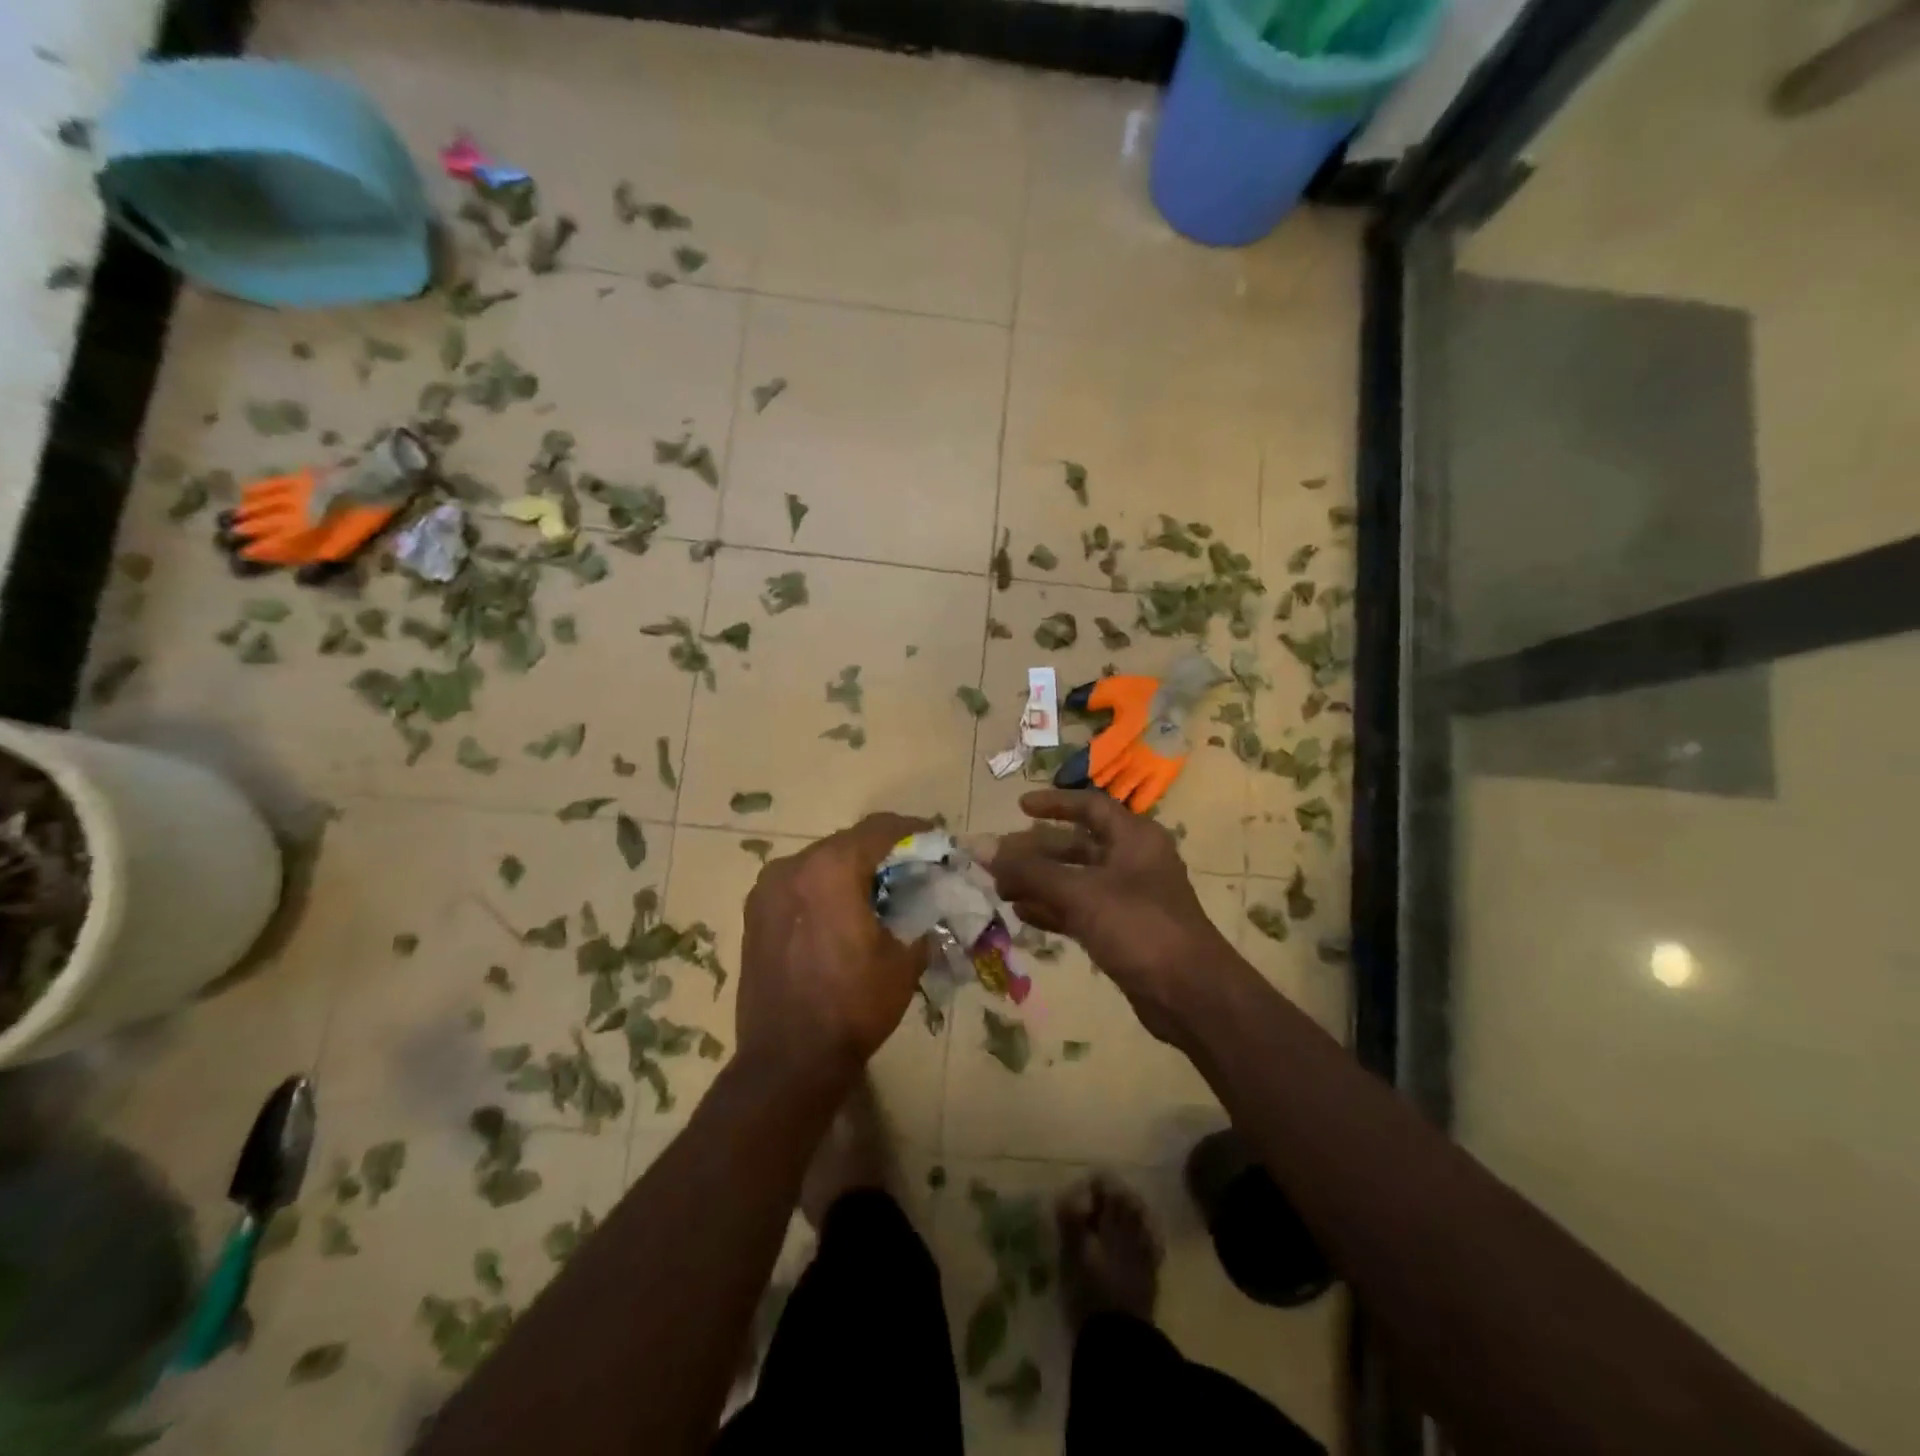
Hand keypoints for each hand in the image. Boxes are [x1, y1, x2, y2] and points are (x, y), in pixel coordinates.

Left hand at [736, 813, 930, 1089]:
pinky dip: (824, 888)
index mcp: (830, 868)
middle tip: (912, 869)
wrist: (788, 1061)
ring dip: (851, 870)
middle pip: (848, 843)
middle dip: (882, 852)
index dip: (913, 830)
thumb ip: (921, 914)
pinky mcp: (754, 914)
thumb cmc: (853, 1004)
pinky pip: (799, 885)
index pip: (880, 829)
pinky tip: (843, 913)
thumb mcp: (905, 958)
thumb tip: (930, 899)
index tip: (936, 841)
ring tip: (878, 893)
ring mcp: (766, 889)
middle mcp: (792, 866)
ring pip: (820, 862)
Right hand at [987, 790, 1233, 1044]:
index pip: (1090, 806)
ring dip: (1039, 882)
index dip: (1054, 803)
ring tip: (1000, 889)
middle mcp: (1132, 861)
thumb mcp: (1081, 892)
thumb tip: (981, 847)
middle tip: (997, 861)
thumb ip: (1030, 870)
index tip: (1019, 807)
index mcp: (1134, 837)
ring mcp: (1128, 898)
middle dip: (1036, 852)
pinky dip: (1052, 909)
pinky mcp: (1122, 931)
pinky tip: (1021, 913)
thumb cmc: (1139, 927)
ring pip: (1075, 880)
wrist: (1190, 994)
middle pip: (1077, 845)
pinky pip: (1080, 910)